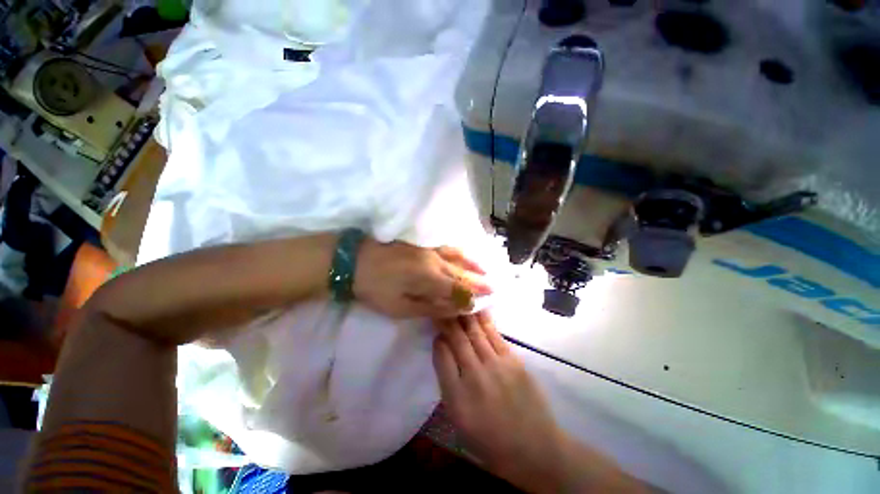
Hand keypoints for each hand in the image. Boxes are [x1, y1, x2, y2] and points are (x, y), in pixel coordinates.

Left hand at [353, 240, 491, 318]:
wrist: (354, 260)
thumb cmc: (376, 288)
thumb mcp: (401, 306)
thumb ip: (431, 307)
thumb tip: (456, 308)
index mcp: (431, 277)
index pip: (459, 288)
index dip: (473, 296)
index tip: (486, 301)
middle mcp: (435, 260)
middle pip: (461, 271)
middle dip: (478, 279)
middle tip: (494, 285)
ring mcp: (428, 249)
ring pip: (456, 256)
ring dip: (472, 263)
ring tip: (484, 269)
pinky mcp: (420, 244)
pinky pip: (447, 248)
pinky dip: (460, 253)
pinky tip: (463, 254)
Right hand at [433, 313, 567, 490]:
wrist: (534, 448)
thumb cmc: (490, 439)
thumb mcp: (459, 419)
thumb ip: (448, 382)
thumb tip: (443, 349)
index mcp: (457, 398)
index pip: (440, 356)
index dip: (437, 337)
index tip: (436, 327)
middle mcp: (475, 377)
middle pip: (457, 339)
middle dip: (447, 319)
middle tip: (441, 303)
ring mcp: (497, 366)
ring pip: (475, 332)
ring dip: (464, 314)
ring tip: (457, 299)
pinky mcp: (513, 360)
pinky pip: (494, 334)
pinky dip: (484, 320)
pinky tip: (478, 308)